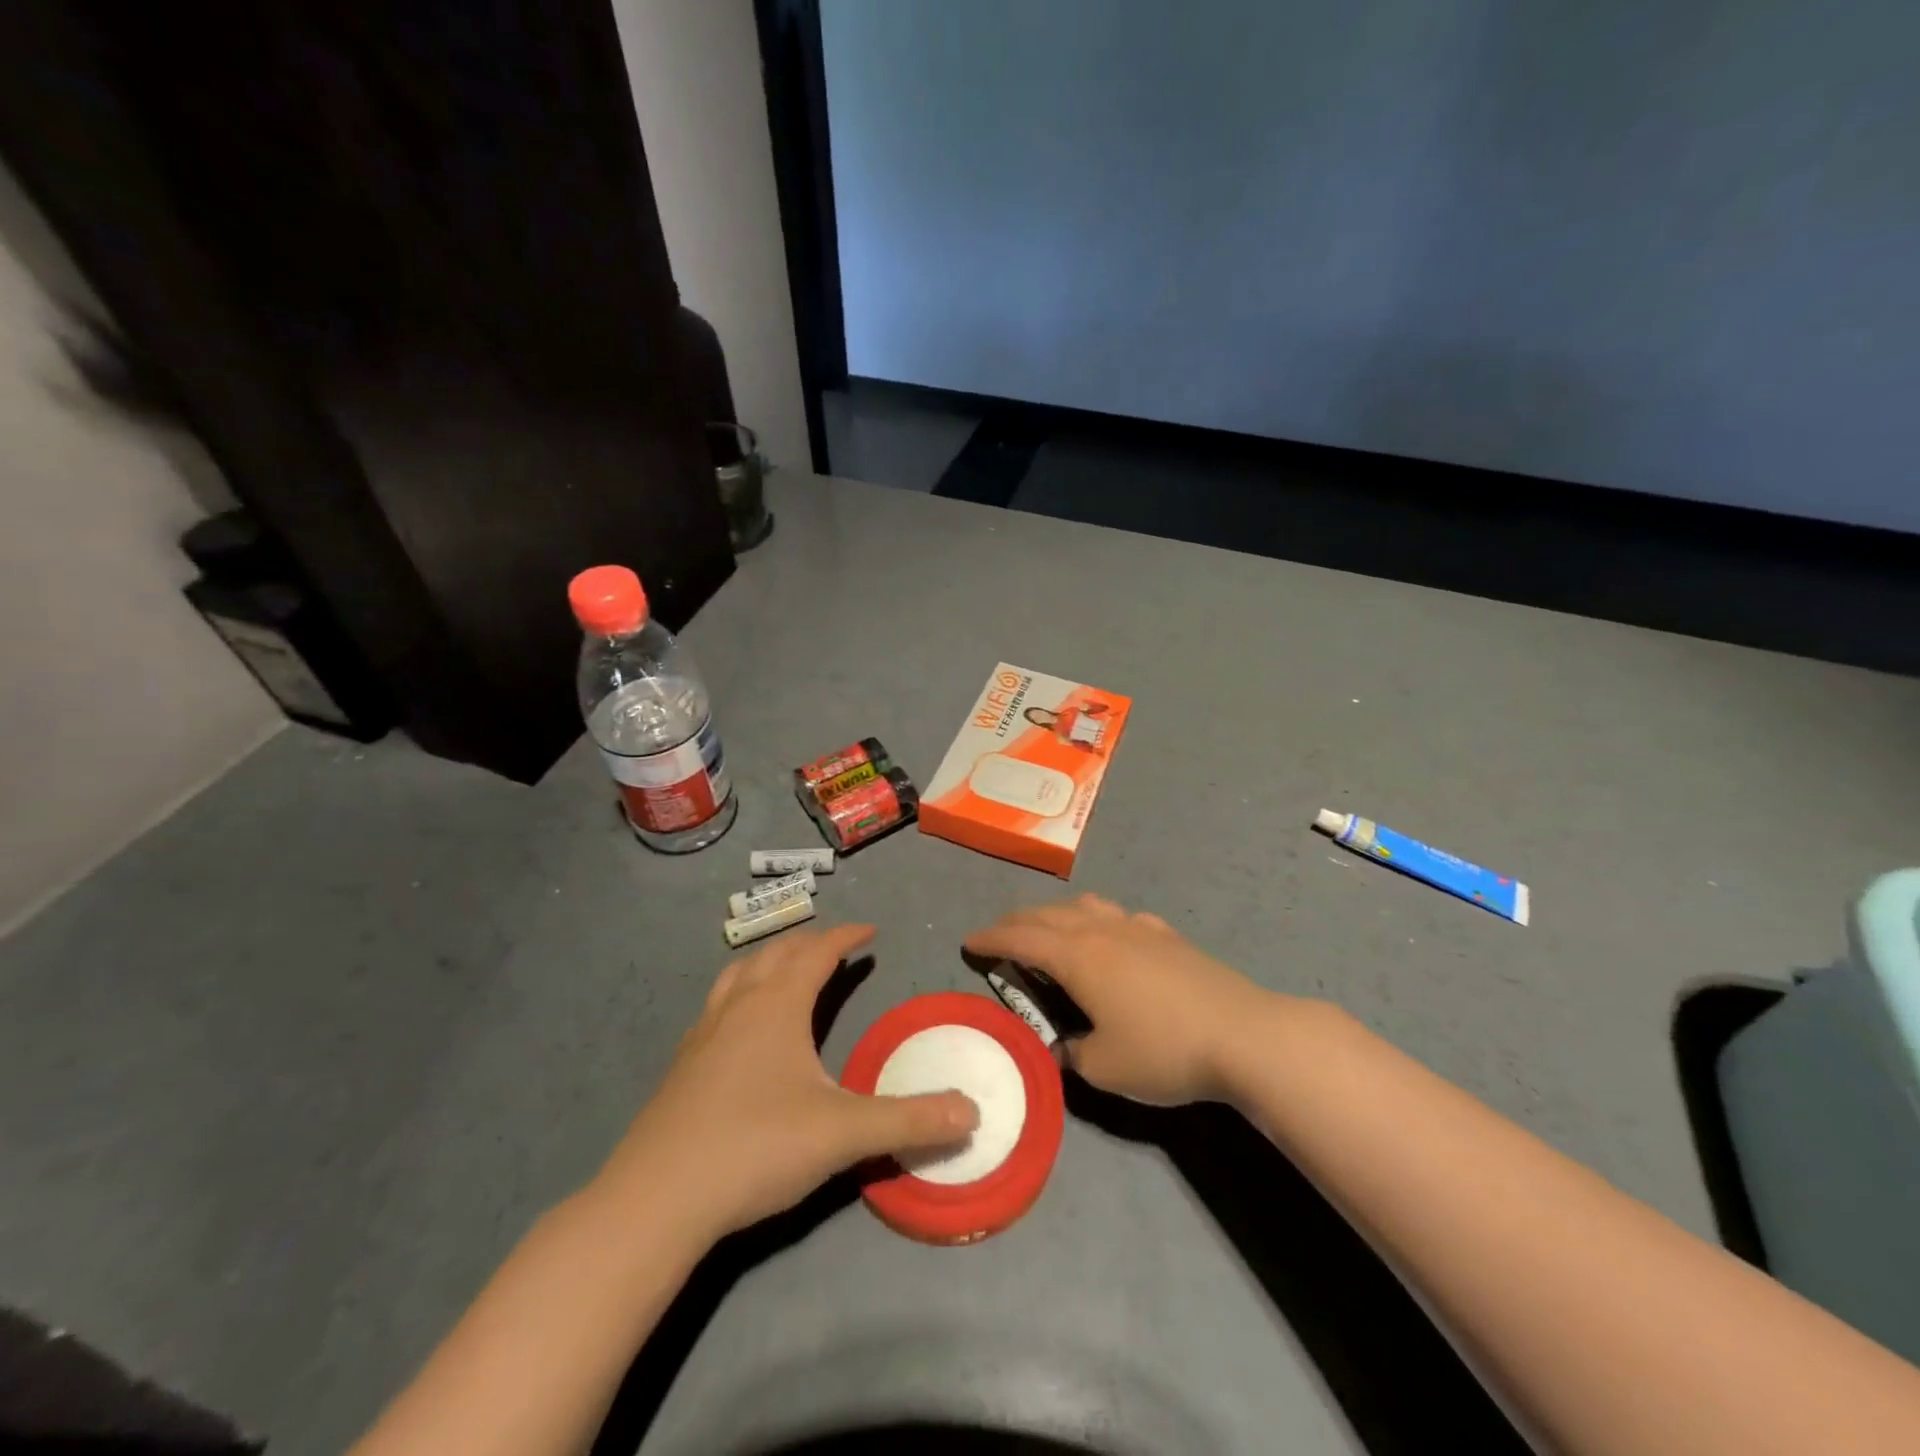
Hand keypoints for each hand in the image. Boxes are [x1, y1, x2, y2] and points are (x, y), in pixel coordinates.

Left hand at [600, 924, 978, 1238]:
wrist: (656, 1200)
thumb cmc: (755, 1148)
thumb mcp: (843, 1133)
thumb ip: (910, 1120)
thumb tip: (974, 1112)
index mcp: (777, 1005)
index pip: (816, 952)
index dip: (845, 936)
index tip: (869, 930)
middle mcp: (738, 1006)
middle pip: (776, 953)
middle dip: (809, 943)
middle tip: (836, 947)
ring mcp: (703, 1033)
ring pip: (739, 974)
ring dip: (770, 961)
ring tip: (788, 969)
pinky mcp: (682, 1065)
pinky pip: (718, 1005)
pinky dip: (742, 993)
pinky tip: (743, 1027)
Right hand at [964, 895, 1275, 1104]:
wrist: (1243, 1035)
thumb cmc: (1164, 1051)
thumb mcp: (1104, 1066)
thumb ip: (1072, 1052)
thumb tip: (1063, 1044)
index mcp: (1078, 956)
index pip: (1021, 937)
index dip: (991, 938)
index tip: (968, 942)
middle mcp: (1102, 930)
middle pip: (1048, 914)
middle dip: (1017, 921)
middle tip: (1000, 935)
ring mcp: (1138, 928)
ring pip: (1086, 906)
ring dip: (1057, 914)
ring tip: (1049, 930)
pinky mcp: (1168, 936)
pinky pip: (1119, 917)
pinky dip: (1098, 921)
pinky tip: (1110, 939)